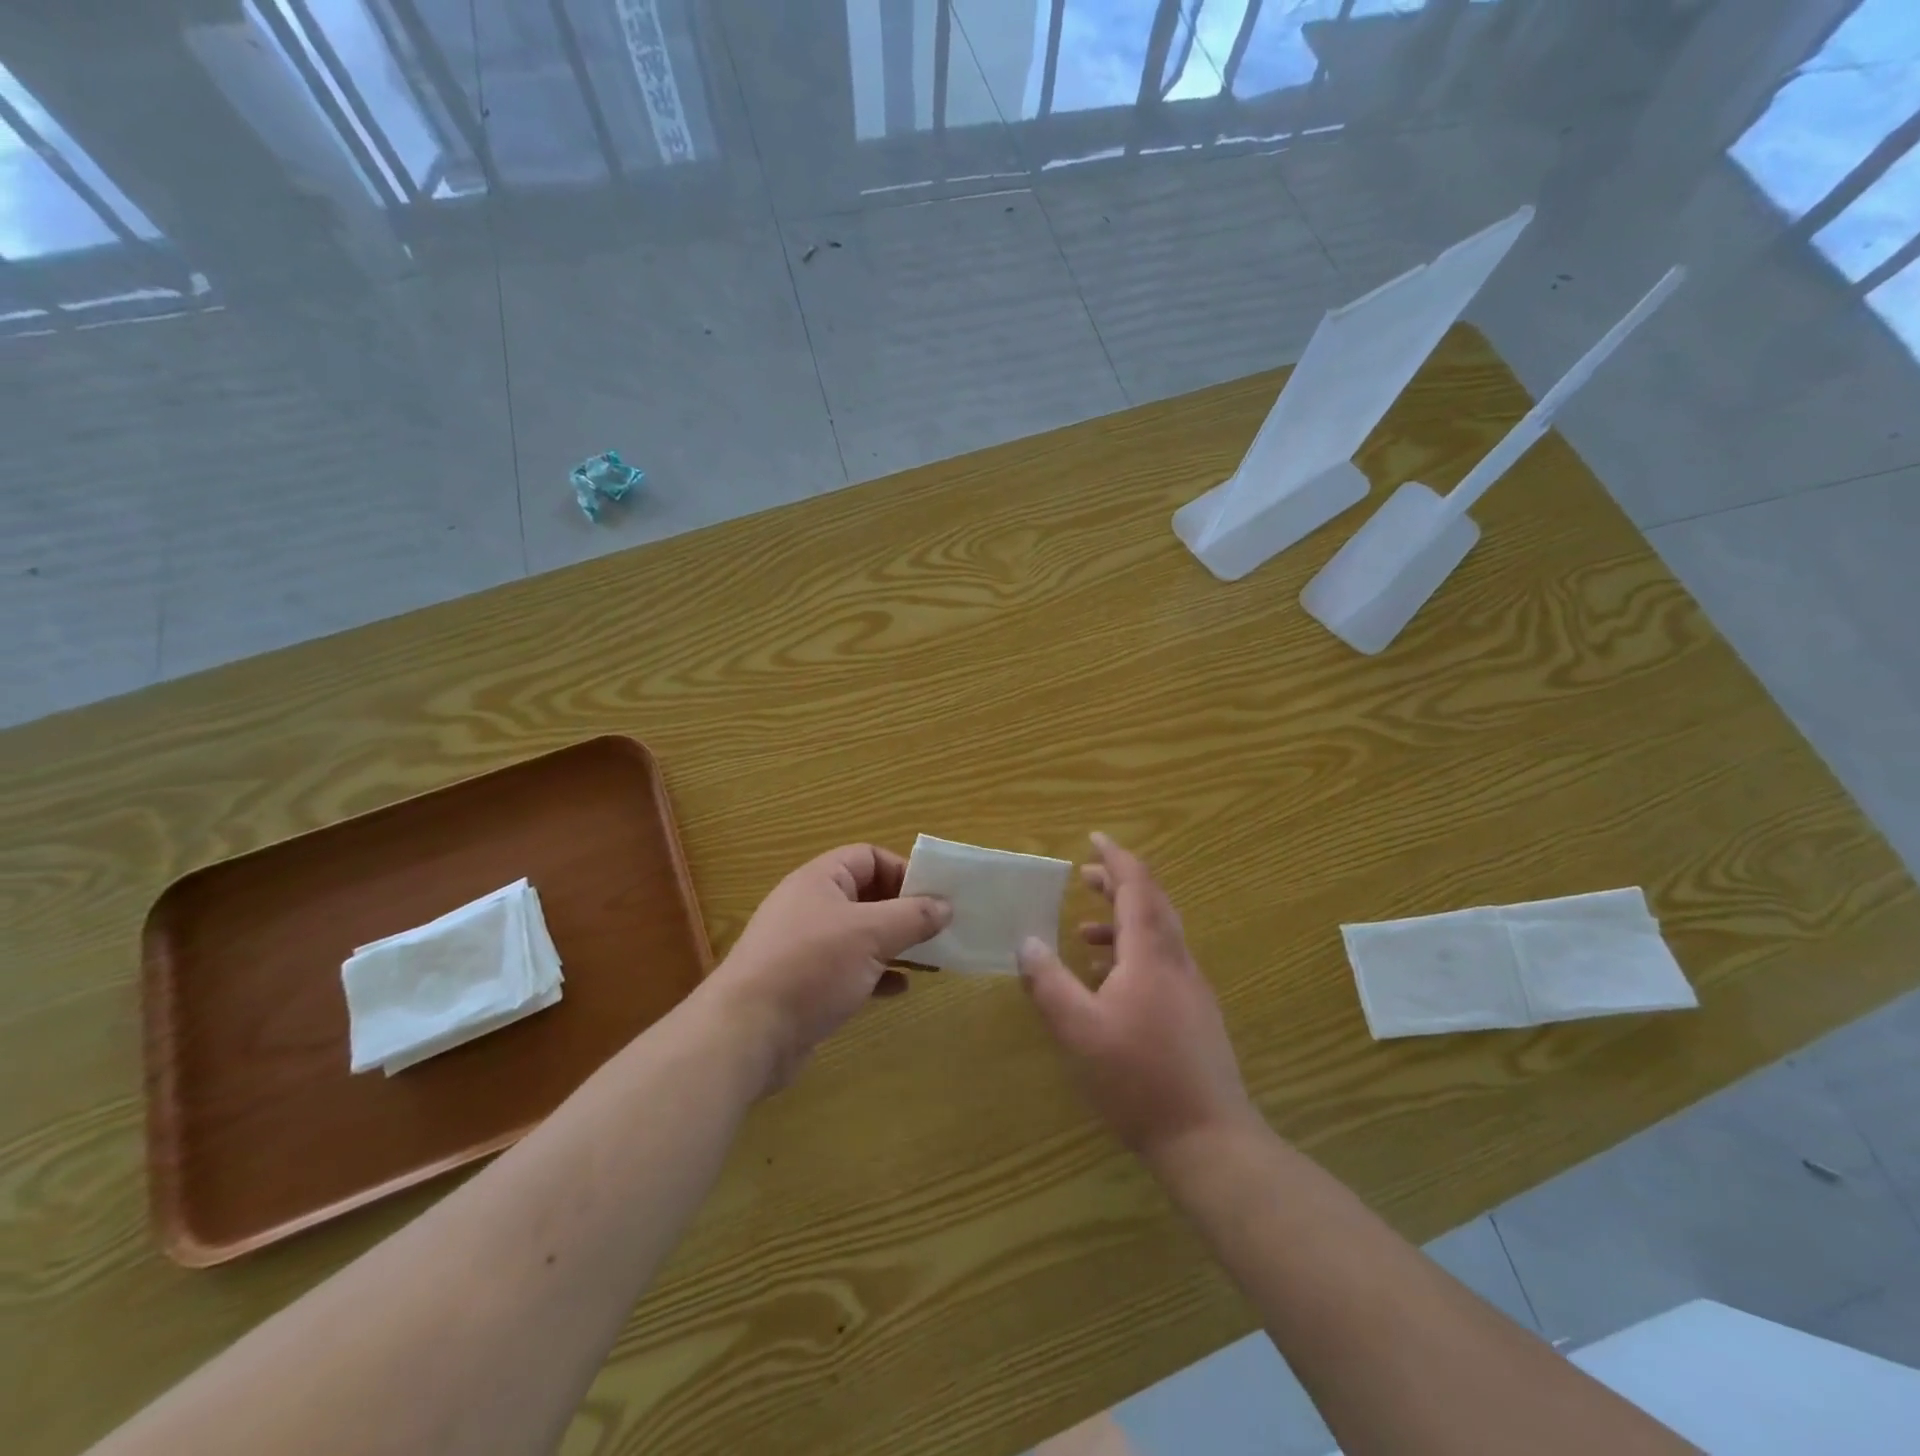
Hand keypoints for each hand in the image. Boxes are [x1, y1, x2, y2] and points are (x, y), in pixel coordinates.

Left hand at [705, 844, 949, 1093]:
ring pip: (861, 935)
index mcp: (820, 880)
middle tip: (939, 930)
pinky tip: (900, 989)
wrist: (747, 1034)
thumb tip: (945, 905)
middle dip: (904, 911)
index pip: (869, 858)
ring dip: (895, 944)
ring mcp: (806, 947)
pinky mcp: (806, 984)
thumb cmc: (811, 967)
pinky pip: (850, 969)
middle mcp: (811, 906)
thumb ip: (912, 916)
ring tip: (930, 959)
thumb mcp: (870, 934)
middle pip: (867, 896)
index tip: (933, 897)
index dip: (902, 871)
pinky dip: (877, 974)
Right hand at [1017, 833, 1258, 1161]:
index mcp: (1151, 954)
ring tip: (1085, 933)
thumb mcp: (1078, 1030)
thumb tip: (1026, 941)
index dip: (1115, 858)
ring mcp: (1192, 988)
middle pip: (1152, 903)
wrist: (1208, 1138)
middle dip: (1119, 884)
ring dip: (1124, 921)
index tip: (1094, 838)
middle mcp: (1177, 961)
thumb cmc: (1138, 1078)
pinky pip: (1164, 963)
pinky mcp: (1196, 1014)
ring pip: (1159, 935)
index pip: (1137, 886)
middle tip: (1085, 877)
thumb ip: (1049, 982)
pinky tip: (1109, 982)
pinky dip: (1134, 954)